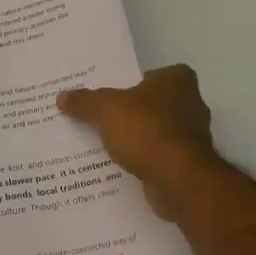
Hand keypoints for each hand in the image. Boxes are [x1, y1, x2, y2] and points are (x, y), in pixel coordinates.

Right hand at [57, 65, 217, 220]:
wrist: (178, 179)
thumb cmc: (146, 130)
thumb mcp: (105, 109)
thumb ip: (85, 101)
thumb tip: (62, 97)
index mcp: (178, 81)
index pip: (156, 74)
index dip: (137, 82)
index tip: (115, 92)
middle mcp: (192, 104)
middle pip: (156, 103)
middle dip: (135, 111)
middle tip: (105, 116)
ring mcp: (193, 137)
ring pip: (158, 131)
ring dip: (140, 138)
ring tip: (109, 143)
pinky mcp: (189, 165)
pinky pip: (161, 156)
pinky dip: (146, 160)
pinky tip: (123, 165)